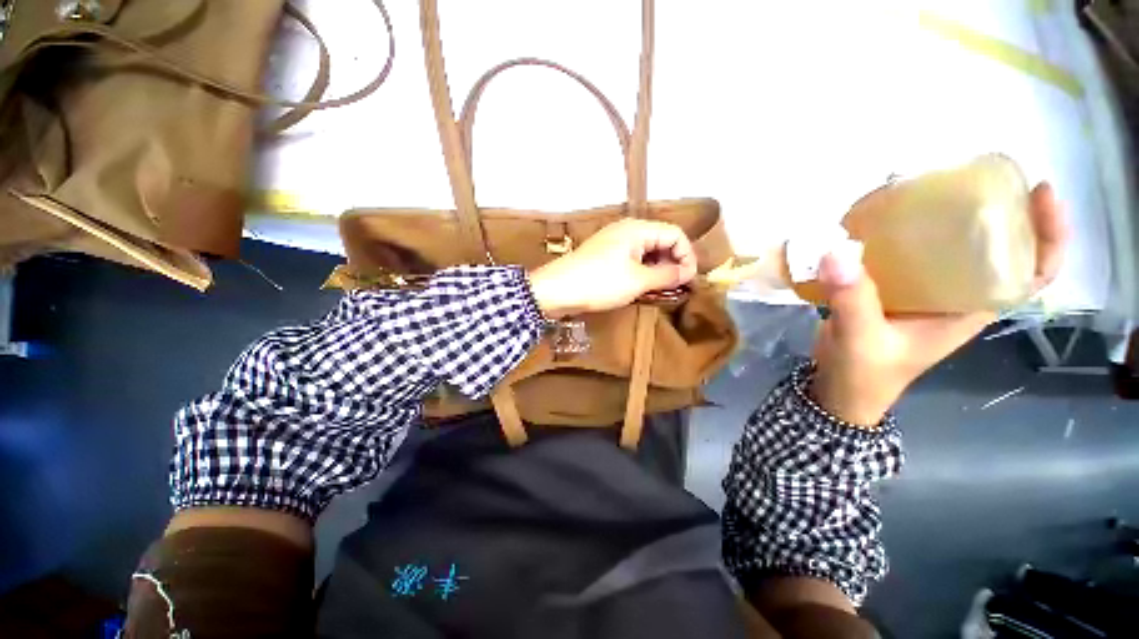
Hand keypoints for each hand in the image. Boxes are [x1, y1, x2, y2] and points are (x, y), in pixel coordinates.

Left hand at [528, 219, 696, 317]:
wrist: (557, 290)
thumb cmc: (600, 283)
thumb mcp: (637, 281)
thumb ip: (666, 275)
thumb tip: (686, 273)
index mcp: (638, 229)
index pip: (675, 234)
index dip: (687, 256)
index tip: (688, 280)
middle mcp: (627, 231)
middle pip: (661, 241)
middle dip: (673, 263)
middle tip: (676, 288)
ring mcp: (614, 243)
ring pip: (646, 252)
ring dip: (657, 270)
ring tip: (660, 290)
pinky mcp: (605, 256)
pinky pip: (632, 260)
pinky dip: (642, 272)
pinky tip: (642, 288)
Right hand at [811, 182, 1067, 425]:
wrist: (839, 387)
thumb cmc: (865, 374)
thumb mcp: (863, 340)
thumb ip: (853, 299)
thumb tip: (837, 251)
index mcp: (969, 310)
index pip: (1031, 273)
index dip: (1047, 234)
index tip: (1040, 192)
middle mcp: (954, 294)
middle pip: (991, 247)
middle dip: (991, 210)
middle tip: (967, 178)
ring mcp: (921, 291)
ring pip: (944, 247)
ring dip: (938, 217)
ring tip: (920, 189)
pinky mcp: (890, 288)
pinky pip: (902, 254)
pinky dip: (893, 234)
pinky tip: (874, 220)